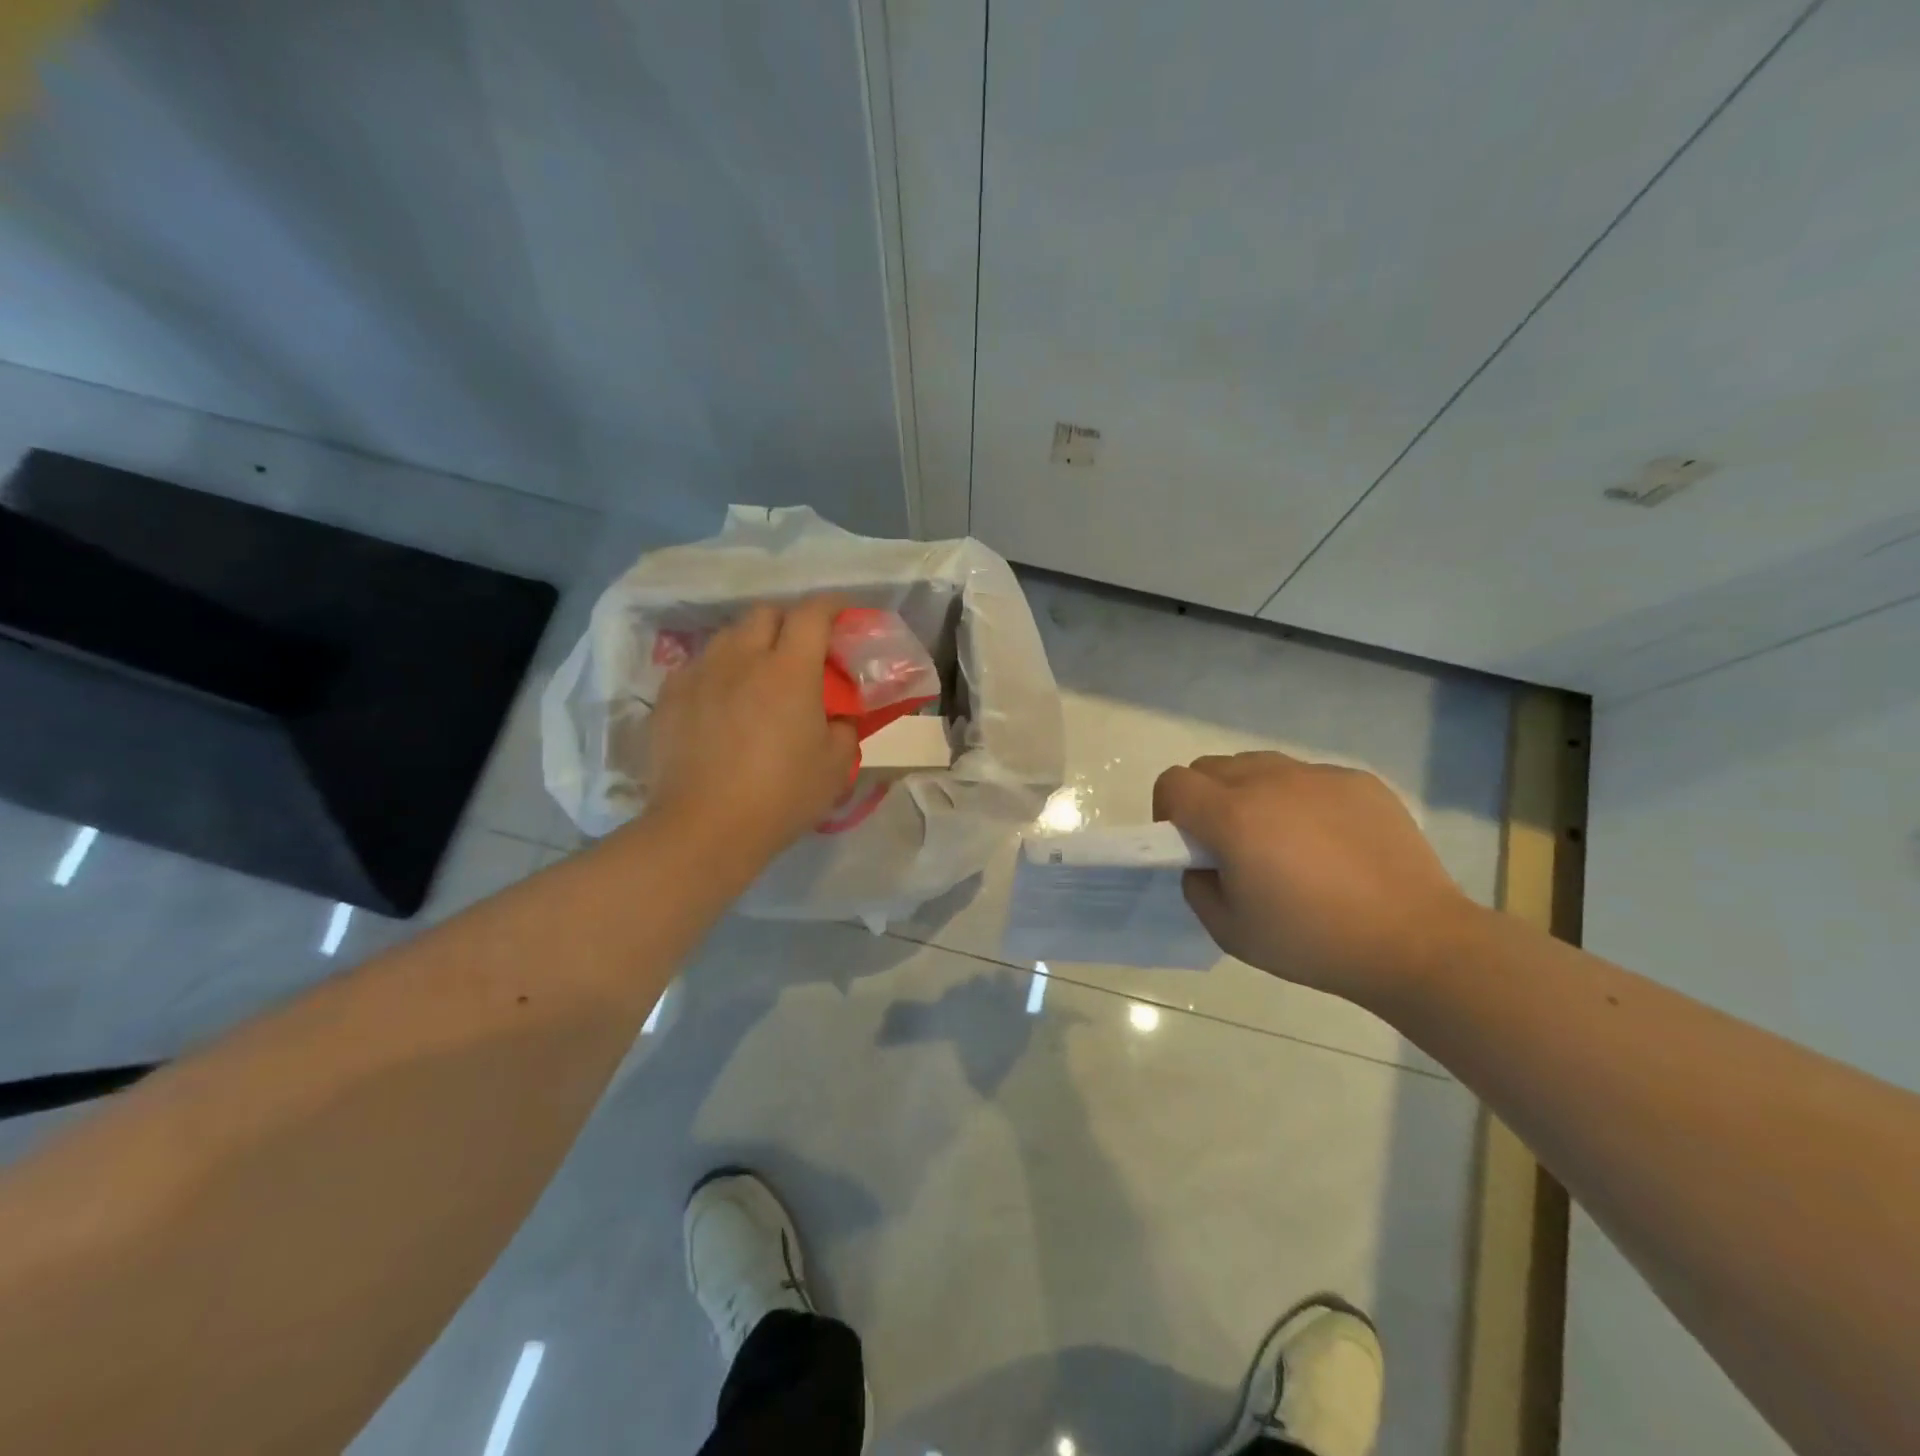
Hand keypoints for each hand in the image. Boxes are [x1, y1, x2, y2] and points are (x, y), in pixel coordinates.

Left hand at [643, 597, 858, 868]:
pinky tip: (722, 699)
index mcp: (790, 670)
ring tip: (758, 672)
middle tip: (801, 649)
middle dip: (789, 620)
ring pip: (729, 635)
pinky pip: (699, 665)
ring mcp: (700, 674)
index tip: (843, 612)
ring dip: (751, 643)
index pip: (813, 613)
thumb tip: (836, 717)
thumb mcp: (836, 767)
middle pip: (766, 613)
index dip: (832, 604)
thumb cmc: (780, 796)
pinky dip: (718, 670)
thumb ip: (844, 728)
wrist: (704, 829)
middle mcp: (742, 658)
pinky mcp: (670, 696)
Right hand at [1153, 752, 1476, 1004]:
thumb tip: (1202, 862)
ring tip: (1279, 839)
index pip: (1173, 783)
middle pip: (1210, 767)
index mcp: (1232, 817)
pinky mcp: (1358, 780)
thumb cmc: (1313, 941)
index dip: (1166, 810)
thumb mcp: (1230, 931)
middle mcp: (1270, 782)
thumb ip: (1197, 886)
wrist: (1415, 941)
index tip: (1185, 843)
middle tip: (1228, 844)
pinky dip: (1299, 799)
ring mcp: (1317, 776)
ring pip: (1258, 765)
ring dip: (1248, 793)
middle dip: (1203, 798)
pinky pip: (1307, 777)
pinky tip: (1328, 842)